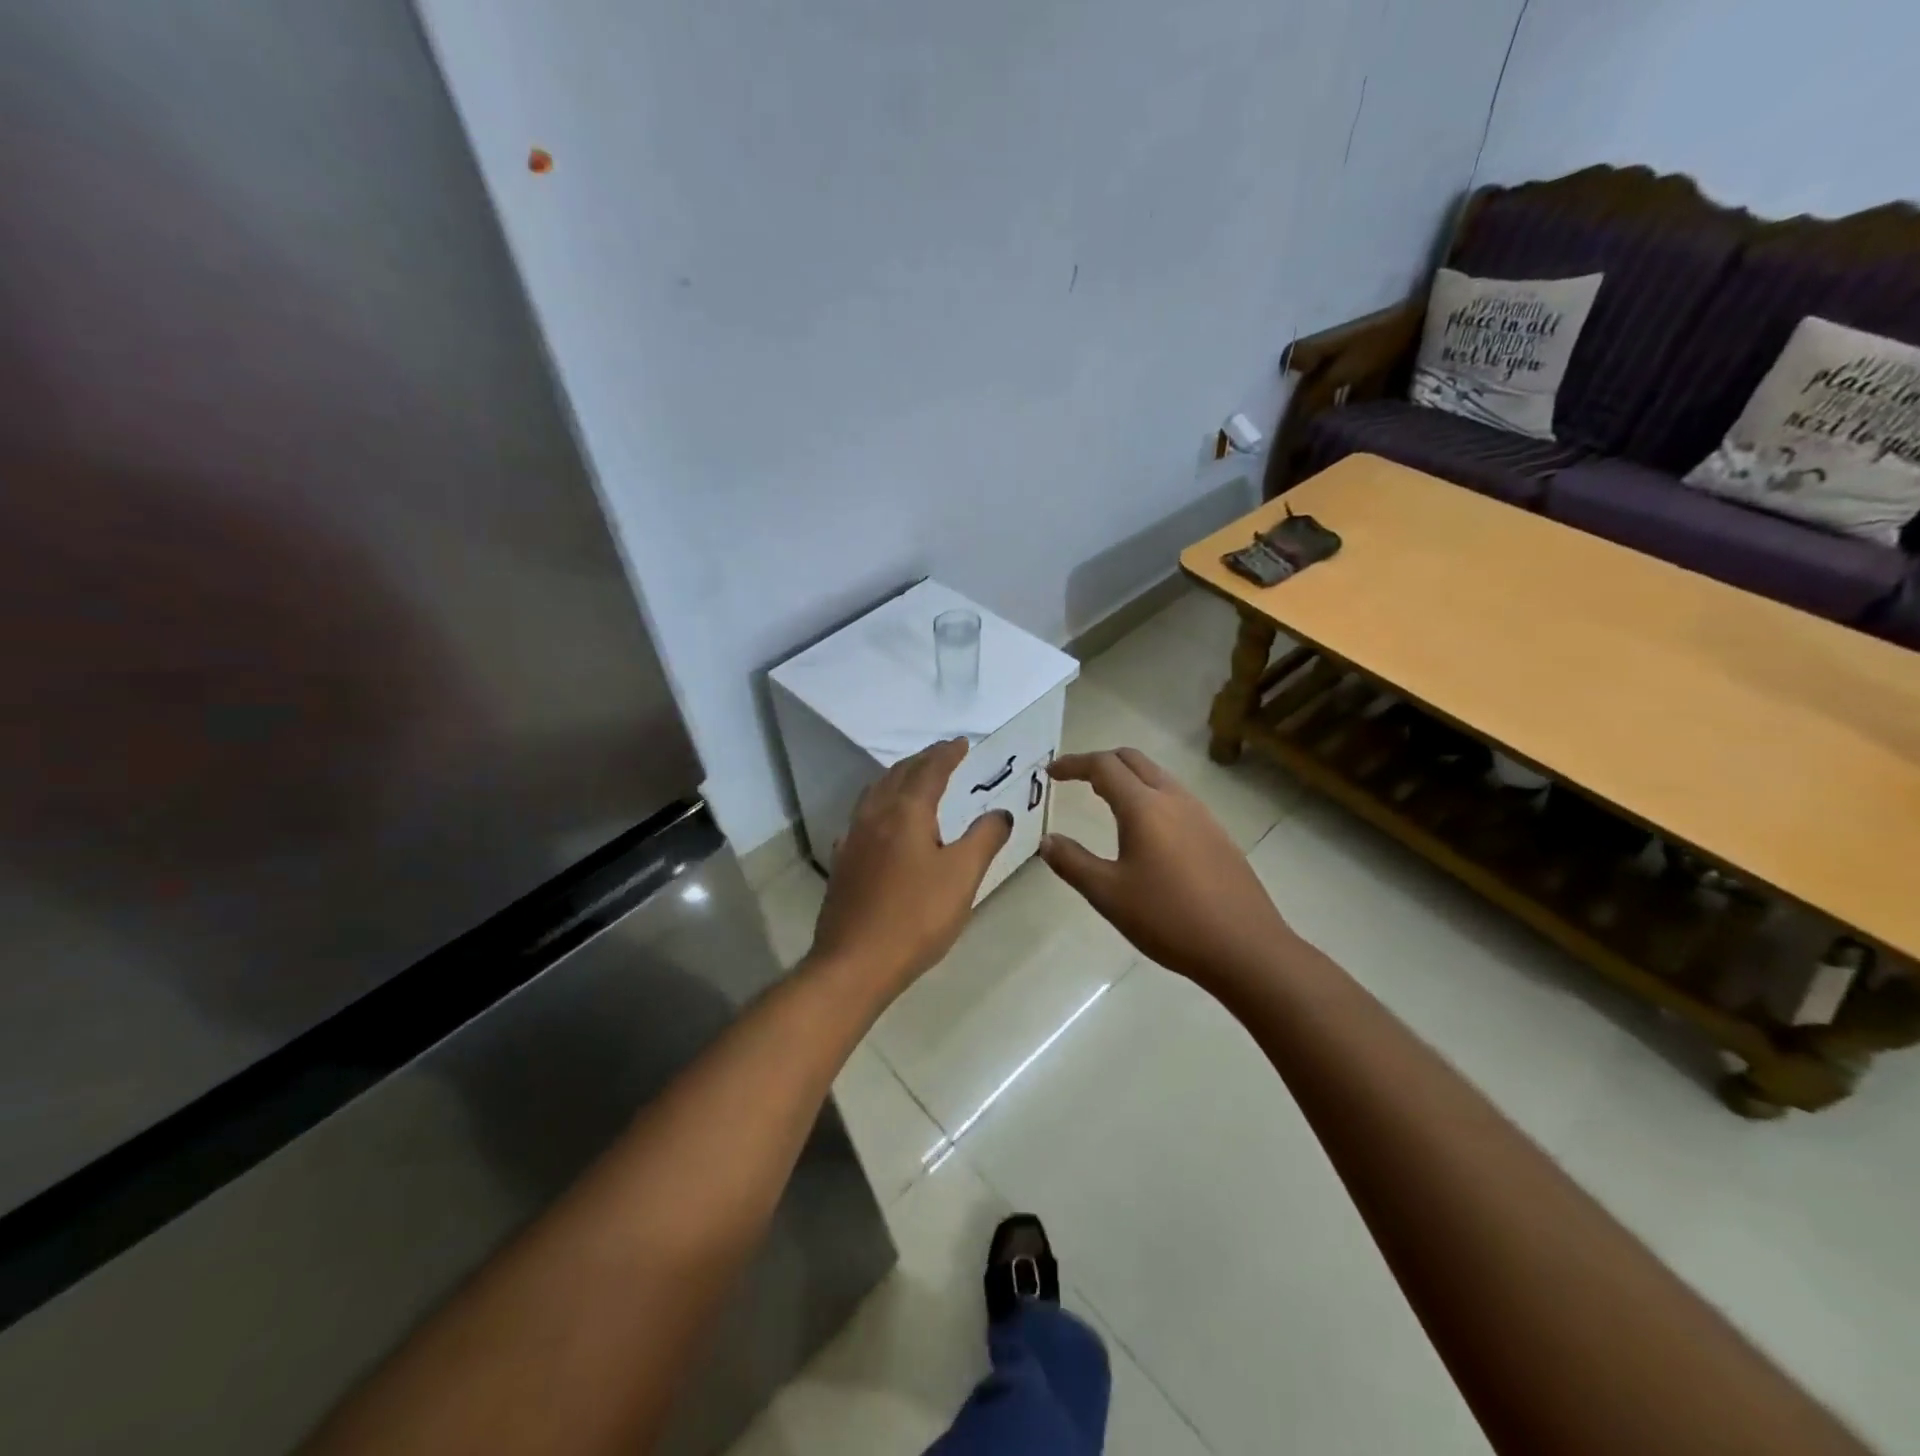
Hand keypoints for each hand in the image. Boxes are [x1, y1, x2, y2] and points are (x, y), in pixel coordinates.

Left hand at [808, 737, 1011, 993]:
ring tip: (914, 779)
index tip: (962, 743)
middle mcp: (874, 815)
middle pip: (898, 775)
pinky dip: (880, 805)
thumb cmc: (916, 917)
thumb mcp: (962, 876)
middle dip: (922, 760)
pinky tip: (882, 823)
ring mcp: (853, 838)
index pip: (929, 770)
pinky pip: (862, 818)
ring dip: (898, 778)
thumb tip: (1000, 813)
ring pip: (875, 793)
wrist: (854, 963)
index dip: (947, 754)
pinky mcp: (843, 862)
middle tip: (942, 755)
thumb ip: (984, 838)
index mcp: (906, 812)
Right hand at [1040, 748, 1296, 992]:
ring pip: (1158, 776)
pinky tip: (1146, 830)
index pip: (1103, 766)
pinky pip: (1176, 798)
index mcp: (1144, 807)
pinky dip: (1150, 796)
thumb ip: (1073, 863)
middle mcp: (1174, 799)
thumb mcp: (1109, 895)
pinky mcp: (1217, 834)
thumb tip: (1047, 841)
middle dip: (1100, 762)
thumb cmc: (1169, 918)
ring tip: (1105, 800)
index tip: (1051, 773)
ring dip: (1128, 778)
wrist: (1245, 947)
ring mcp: (1201, 814)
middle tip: (1075, 779)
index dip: (1073, 764)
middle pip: (1133, 760)